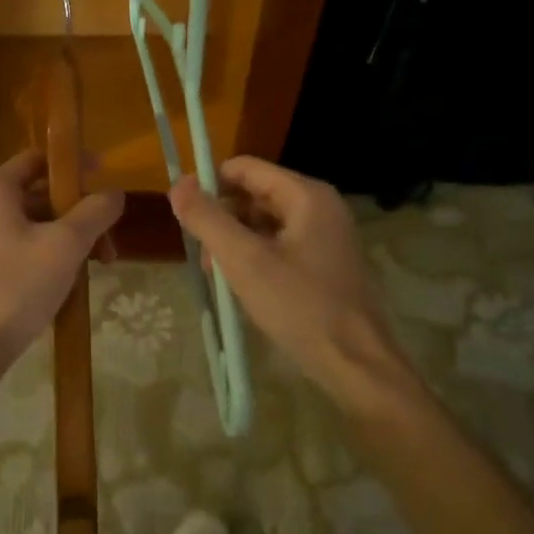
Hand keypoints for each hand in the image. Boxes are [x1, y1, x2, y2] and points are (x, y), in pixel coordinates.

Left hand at [0, 151, 122, 370]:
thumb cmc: (17, 285)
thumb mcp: (66, 244)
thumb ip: (94, 212)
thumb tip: (114, 193)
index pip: (38, 158)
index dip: (73, 164)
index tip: (105, 176)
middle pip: (40, 194)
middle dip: (79, 213)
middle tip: (108, 238)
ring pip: (35, 225)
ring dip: (70, 238)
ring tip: (98, 265)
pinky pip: (23, 247)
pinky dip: (50, 255)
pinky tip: (71, 280)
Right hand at [169, 157, 405, 404]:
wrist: (357, 365)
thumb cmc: (300, 307)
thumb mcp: (244, 261)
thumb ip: (207, 219)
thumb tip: (177, 185)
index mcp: (306, 195)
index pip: (245, 168)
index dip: (209, 185)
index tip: (184, 215)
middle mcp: (320, 207)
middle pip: (254, 195)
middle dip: (222, 220)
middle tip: (205, 259)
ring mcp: (326, 237)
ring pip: (265, 224)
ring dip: (236, 244)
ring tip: (220, 279)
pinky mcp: (326, 264)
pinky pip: (280, 247)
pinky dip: (256, 259)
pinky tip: (244, 289)